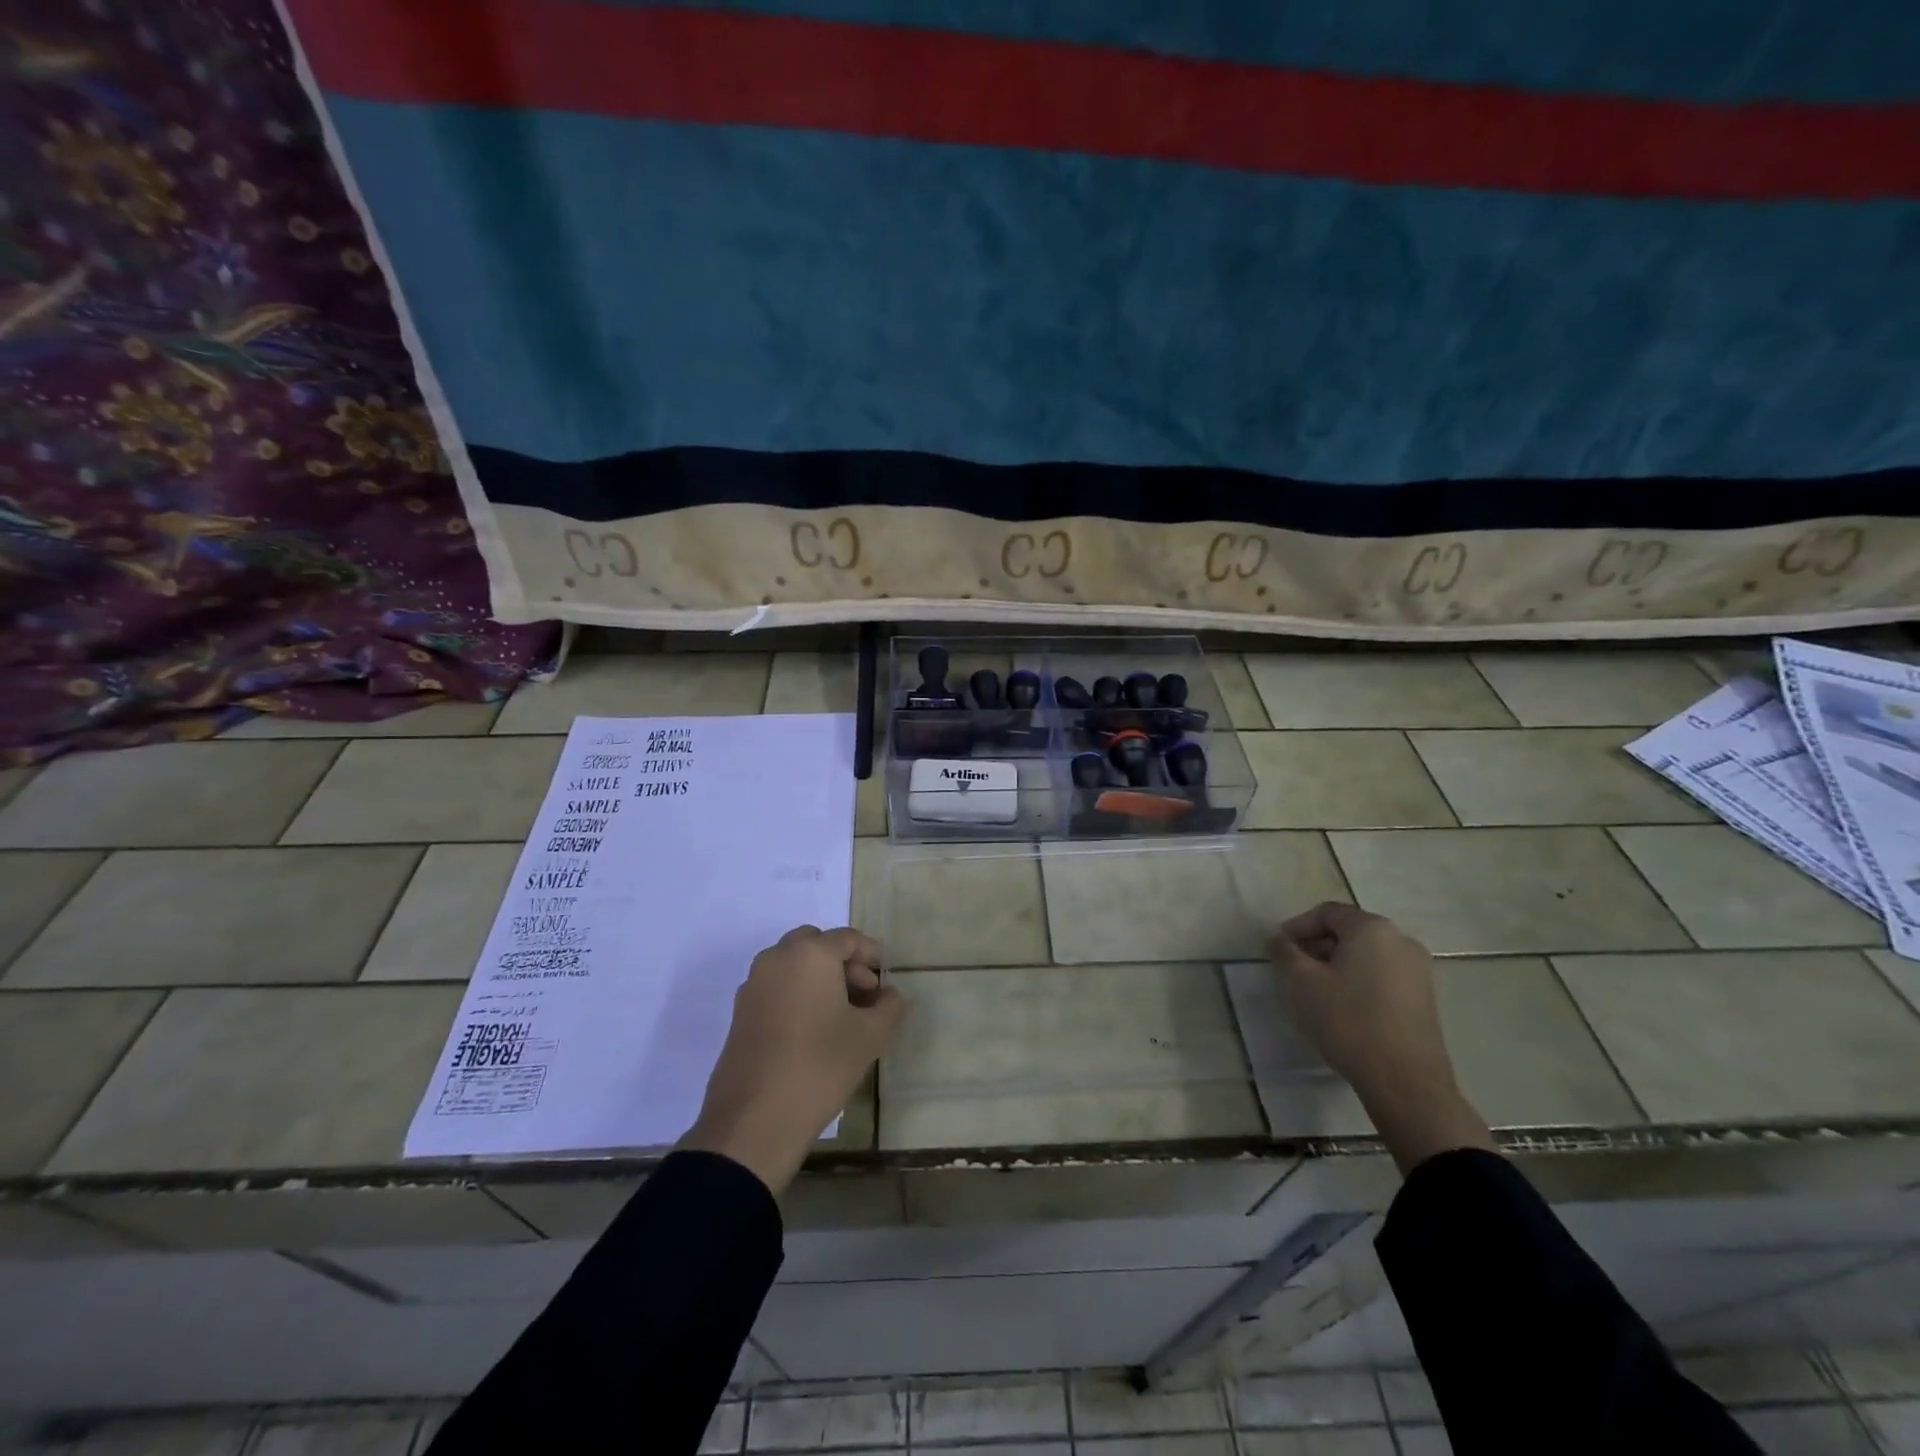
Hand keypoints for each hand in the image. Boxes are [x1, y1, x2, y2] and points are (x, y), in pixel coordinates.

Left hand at [680, 925, 906, 1195]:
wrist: (753, 1121)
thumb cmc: (819, 1067)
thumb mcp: (870, 1037)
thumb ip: (890, 1007)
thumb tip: (891, 995)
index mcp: (809, 953)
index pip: (848, 939)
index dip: (872, 956)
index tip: (887, 982)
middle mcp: (777, 958)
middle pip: (817, 945)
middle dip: (844, 963)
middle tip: (865, 994)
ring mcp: (753, 985)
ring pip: (794, 966)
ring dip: (820, 979)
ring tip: (842, 1016)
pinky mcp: (740, 1013)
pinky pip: (777, 988)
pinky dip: (798, 995)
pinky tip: (814, 1031)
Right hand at [1272, 902, 1493, 1172]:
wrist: (1405, 1081)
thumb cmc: (1348, 1021)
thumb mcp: (1301, 982)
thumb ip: (1284, 951)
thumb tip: (1278, 939)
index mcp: (1372, 928)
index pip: (1326, 913)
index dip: (1297, 927)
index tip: (1279, 951)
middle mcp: (1401, 940)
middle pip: (1348, 930)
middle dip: (1317, 946)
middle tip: (1294, 970)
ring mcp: (1418, 969)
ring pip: (1366, 954)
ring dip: (1337, 964)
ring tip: (1316, 991)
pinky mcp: (1424, 996)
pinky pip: (1382, 974)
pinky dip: (1358, 980)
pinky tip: (1344, 1007)